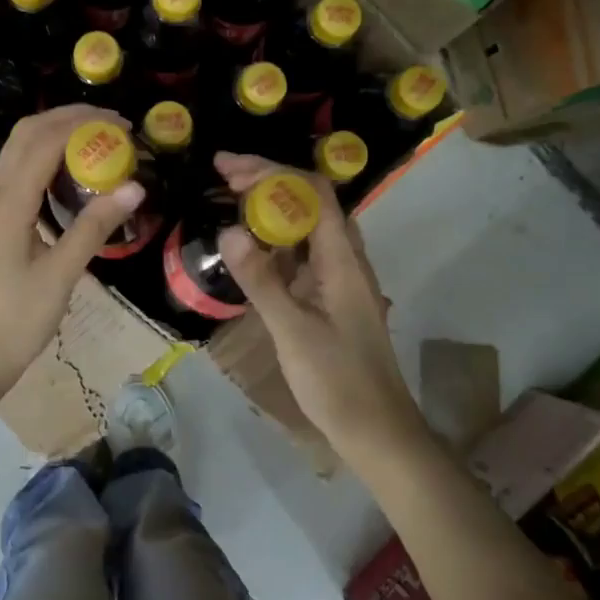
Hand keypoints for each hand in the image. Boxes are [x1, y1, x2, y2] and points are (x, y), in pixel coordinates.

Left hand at [0, 106, 147, 397]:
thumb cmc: (18, 320)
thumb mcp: (62, 275)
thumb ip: (94, 227)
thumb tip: (134, 188)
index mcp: (7, 204)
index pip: (44, 142)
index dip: (83, 124)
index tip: (122, 124)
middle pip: (26, 135)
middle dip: (67, 119)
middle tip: (111, 125)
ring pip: (17, 152)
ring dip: (54, 136)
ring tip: (96, 141)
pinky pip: (15, 174)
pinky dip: (44, 160)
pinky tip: (70, 176)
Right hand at [215, 153, 424, 457]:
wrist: (377, 432)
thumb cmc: (339, 382)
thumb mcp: (293, 331)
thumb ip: (261, 280)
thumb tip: (228, 229)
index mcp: (343, 260)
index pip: (313, 192)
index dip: (272, 171)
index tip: (229, 167)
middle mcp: (346, 261)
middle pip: (310, 203)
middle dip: (267, 182)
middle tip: (222, 177)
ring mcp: (340, 280)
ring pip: (307, 228)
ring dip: (271, 210)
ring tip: (231, 202)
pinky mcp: (331, 300)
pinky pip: (303, 256)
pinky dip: (276, 243)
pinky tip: (251, 251)